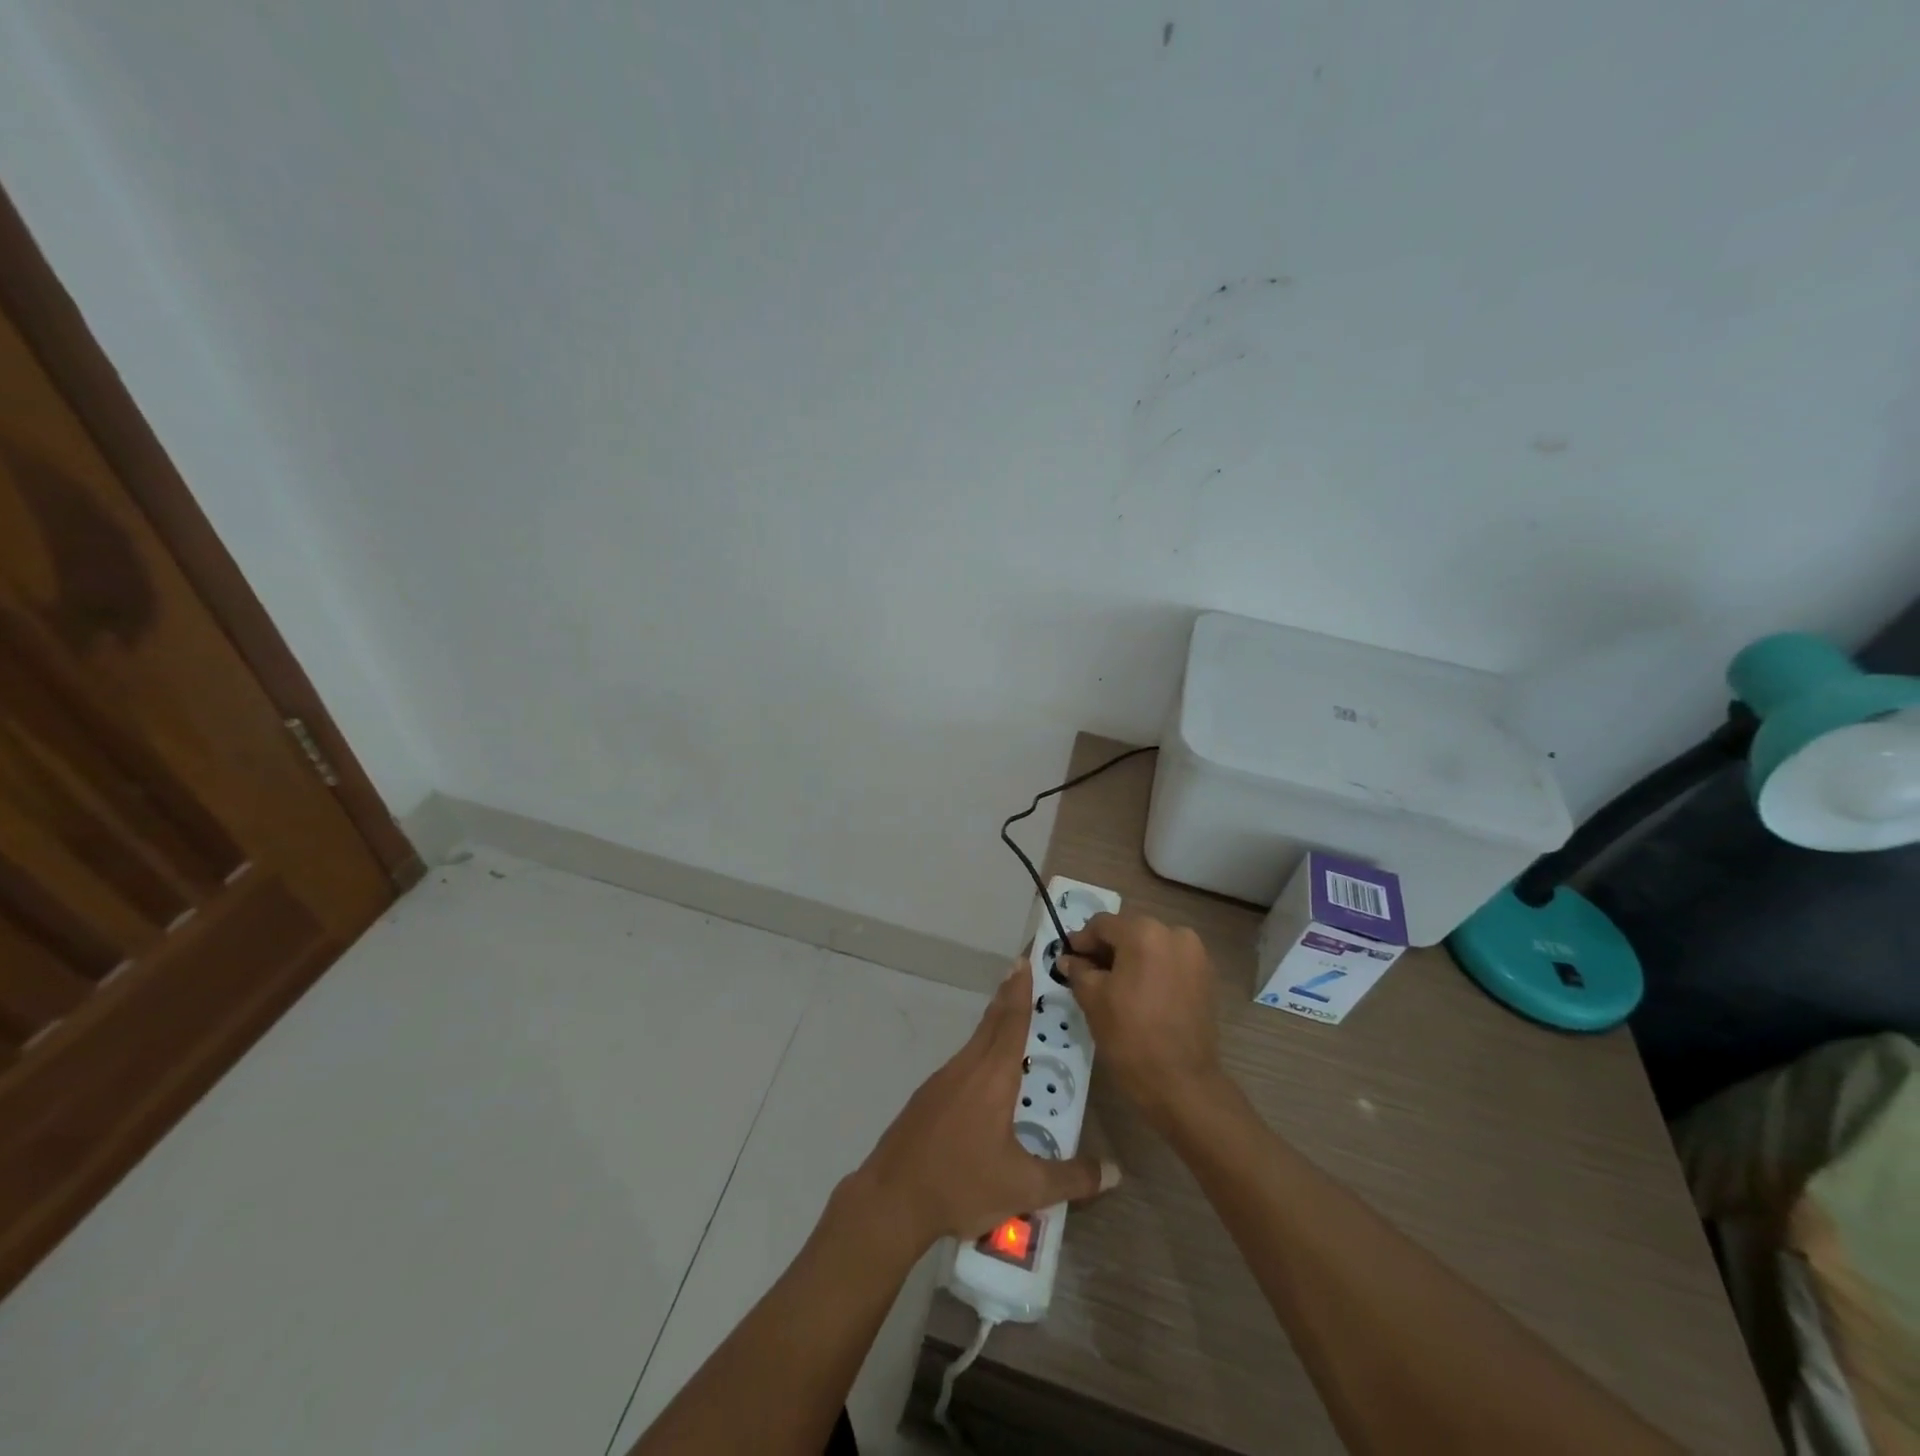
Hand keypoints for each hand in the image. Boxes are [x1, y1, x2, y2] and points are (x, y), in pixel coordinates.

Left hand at [854, 960, 1116, 1251]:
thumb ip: (1071, 1178)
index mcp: (993, 1076)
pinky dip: (980, 1052)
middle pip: (992, 1023)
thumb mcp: (1024, 1188)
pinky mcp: (928, 1097)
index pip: (1011, 1021)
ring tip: (1014, 1021)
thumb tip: (1114, 1171)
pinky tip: (988, 1077)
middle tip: (1025, 974)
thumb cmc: (962, 1183)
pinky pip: (963, 1062)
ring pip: (976, 1042)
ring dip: (994, 1024)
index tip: (1025, 961)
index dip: (1020, 991)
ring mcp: (943, 1080)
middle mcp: (967, 1067)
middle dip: (1009, 997)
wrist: (892, 1198)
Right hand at [1058, 912, 1225, 1129]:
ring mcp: (1195, 954)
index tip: (1069, 960)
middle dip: (1107, 949)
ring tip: (1114, 987)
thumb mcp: (1092, 999)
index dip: (1081, 940)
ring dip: (1130, 960)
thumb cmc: (1130, 1036)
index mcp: (1144, 932)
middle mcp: (1173, 933)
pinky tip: (1139, 995)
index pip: (1102, 924)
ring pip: (1150, 946)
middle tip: (1087, 973)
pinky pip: (1169, 962)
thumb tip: (1069, 959)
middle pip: (1129, 931)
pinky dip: (1151, 970)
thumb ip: (1078, 971)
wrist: (1182, 1083)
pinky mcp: (1205, 976)